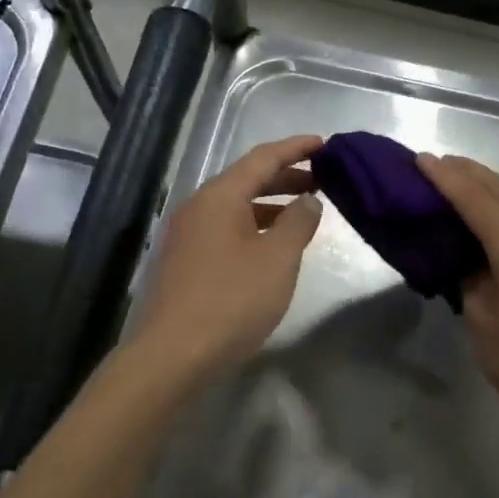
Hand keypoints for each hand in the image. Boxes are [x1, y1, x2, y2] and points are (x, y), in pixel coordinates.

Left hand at [131, 134, 324, 376]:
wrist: (174, 354)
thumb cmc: (232, 300)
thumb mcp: (278, 259)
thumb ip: (299, 223)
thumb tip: (308, 199)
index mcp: (219, 196)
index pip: (263, 158)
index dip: (296, 148)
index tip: (324, 143)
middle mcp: (198, 207)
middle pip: (246, 179)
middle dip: (286, 177)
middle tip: (323, 180)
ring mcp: (186, 234)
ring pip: (235, 207)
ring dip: (270, 204)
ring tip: (303, 213)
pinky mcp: (184, 261)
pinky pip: (225, 229)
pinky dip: (254, 226)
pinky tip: (271, 246)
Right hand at [418, 153, 498, 444]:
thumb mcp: (479, 317)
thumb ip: (471, 274)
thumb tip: (469, 252)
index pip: (479, 205)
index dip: (448, 180)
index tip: (422, 160)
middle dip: (472, 173)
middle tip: (440, 162)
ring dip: (495, 186)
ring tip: (465, 177)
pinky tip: (498, 209)